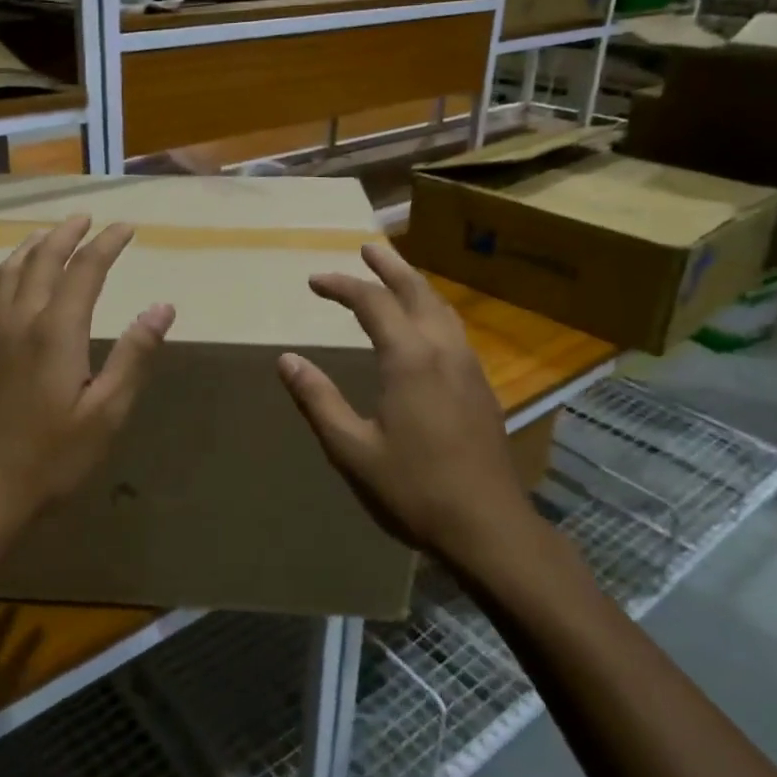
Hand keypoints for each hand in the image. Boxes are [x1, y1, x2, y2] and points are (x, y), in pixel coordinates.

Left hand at [0, 215, 174, 532]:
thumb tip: (162, 307)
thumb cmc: (52, 457)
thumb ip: (134, 355)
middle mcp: (21, 322)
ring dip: (33, 246)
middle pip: (41, 260)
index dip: (106, 243)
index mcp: (56, 331)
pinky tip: (20, 283)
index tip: (126, 227)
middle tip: (87, 217)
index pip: (84, 270)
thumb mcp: (107, 412)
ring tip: (49, 234)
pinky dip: (14, 269)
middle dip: (66, 233)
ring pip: (10, 272)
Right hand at [277, 243, 531, 559]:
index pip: (372, 303)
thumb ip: (318, 400)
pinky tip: (425, 326)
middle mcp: (443, 350)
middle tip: (367, 248)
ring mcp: (468, 367)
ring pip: (441, 308)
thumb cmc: (413, 489)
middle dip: (389, 267)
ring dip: (415, 285)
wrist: (488, 527)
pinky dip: (432, 310)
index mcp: (409, 359)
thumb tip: (287, 360)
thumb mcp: (351, 448)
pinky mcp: (481, 387)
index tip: (314, 281)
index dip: (341, 286)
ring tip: (395, 275)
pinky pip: (454, 330)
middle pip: (416, 292)